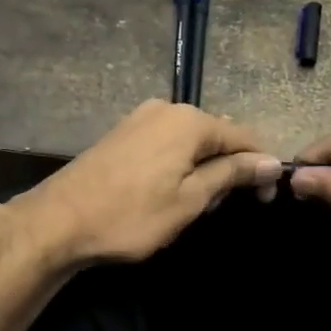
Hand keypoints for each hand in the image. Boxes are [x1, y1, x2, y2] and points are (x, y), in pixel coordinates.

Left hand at [15, 100, 282, 266]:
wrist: (58, 221)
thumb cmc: (131, 215)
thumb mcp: (190, 200)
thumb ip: (232, 175)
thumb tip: (271, 162)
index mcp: (190, 121)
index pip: (245, 137)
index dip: (261, 168)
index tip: (266, 201)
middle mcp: (167, 108)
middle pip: (217, 136)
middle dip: (229, 169)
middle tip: (220, 209)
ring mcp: (140, 118)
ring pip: (190, 141)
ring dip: (202, 170)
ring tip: (193, 206)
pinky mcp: (122, 133)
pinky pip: (166, 143)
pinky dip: (178, 165)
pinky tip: (167, 192)